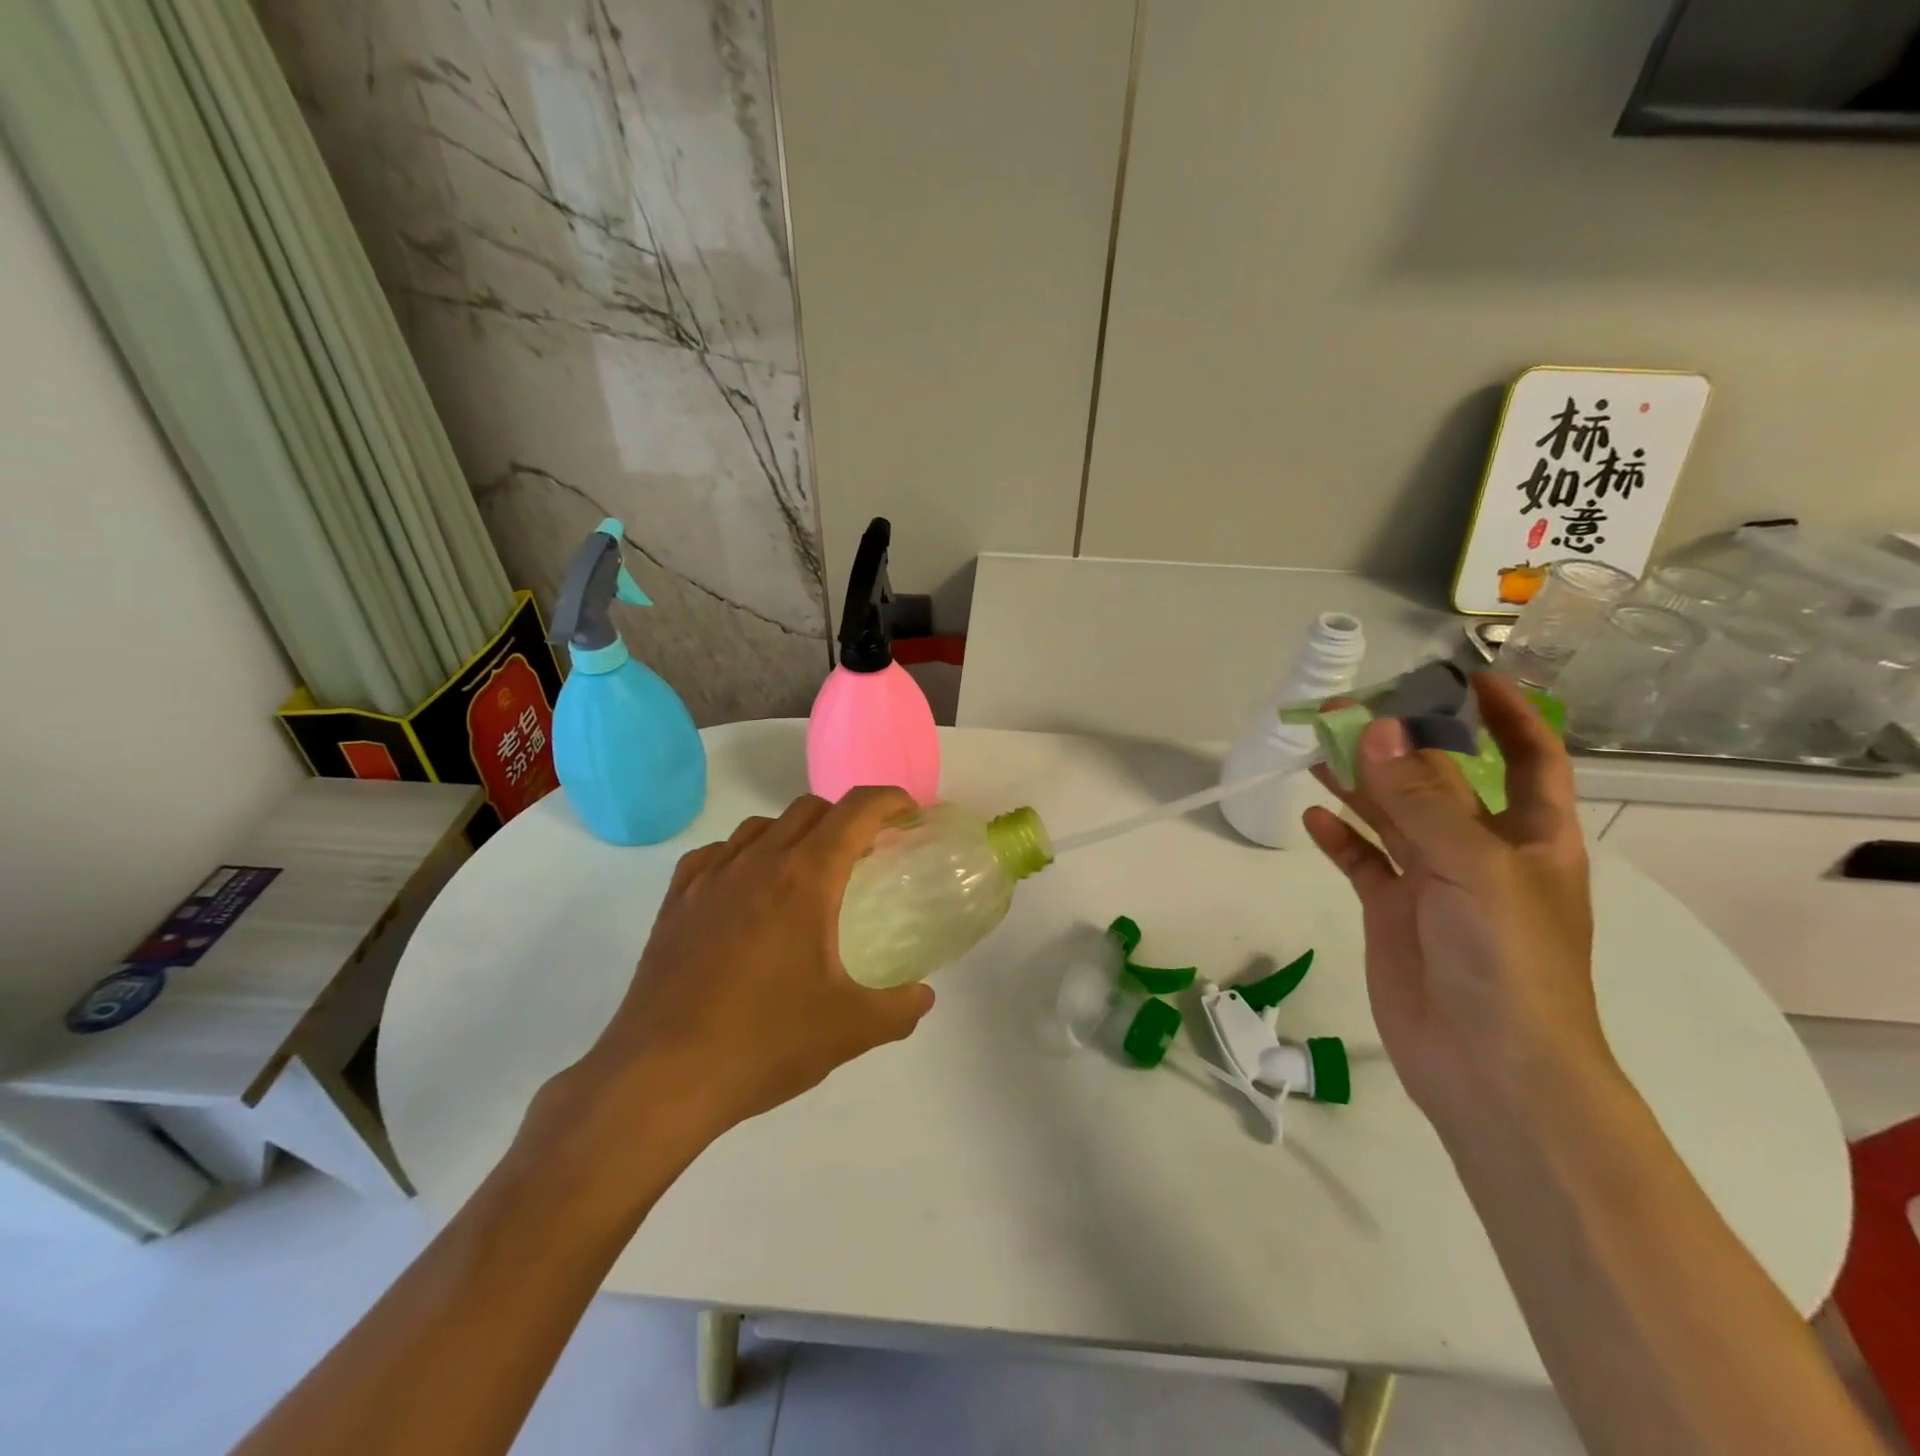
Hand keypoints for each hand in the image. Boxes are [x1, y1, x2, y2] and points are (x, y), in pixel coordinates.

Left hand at [538, 788, 934, 1160]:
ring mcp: (709, 878)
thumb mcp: (850, 1030)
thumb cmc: (764, 1043)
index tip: (908, 812)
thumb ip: (900, 1009)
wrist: (662, 1077)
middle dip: (845, 818)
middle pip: (809, 808)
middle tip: (864, 853)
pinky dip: (744, 855)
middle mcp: (757, 861)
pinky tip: (746, 890)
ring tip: (806, 873)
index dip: (889, 801)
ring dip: (794, 833)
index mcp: (805, 878)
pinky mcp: (675, 901)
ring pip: (760, 826)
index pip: (855, 811)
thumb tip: (923, 997)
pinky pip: (717, 854)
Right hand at [1301, 674, 1614, 1124]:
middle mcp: (1482, 851)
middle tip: (1346, 707)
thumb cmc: (1507, 961)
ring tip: (1314, 746)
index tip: (1465, 676)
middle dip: (1401, 742)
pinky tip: (1312, 815)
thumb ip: (1420, 797)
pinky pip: (1362, 862)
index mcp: (1530, 836)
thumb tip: (1377, 728)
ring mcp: (1433, 883)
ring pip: (1391, 816)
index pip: (1528, 758)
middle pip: (1440, 780)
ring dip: (1358, 781)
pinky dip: (1338, 837)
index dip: (1506, 715)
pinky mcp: (1393, 913)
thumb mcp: (1473, 867)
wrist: (1490, 1068)